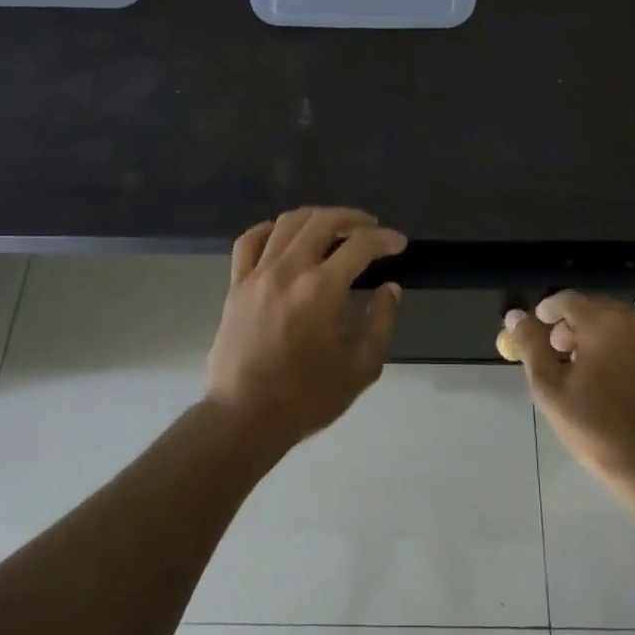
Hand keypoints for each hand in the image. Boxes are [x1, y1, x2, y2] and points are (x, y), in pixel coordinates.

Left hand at [205, 207, 405, 448]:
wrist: (244, 417)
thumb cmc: (307, 397)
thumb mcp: (360, 367)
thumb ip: (380, 322)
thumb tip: (389, 289)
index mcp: (322, 289)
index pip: (360, 246)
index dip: (385, 240)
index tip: (399, 243)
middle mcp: (288, 270)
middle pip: (322, 221)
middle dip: (352, 218)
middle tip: (371, 228)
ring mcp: (257, 275)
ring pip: (286, 224)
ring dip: (316, 217)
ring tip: (334, 226)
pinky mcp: (235, 286)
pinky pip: (249, 242)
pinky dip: (270, 229)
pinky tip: (283, 234)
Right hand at [505, 291, 634, 503]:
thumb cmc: (596, 426)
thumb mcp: (550, 387)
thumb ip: (530, 344)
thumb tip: (515, 316)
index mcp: (605, 321)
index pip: (568, 299)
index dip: (547, 311)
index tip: (537, 331)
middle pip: (597, 308)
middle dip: (574, 325)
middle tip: (559, 353)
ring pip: (622, 326)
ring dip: (601, 338)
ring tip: (587, 370)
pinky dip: (626, 352)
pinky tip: (618, 383)